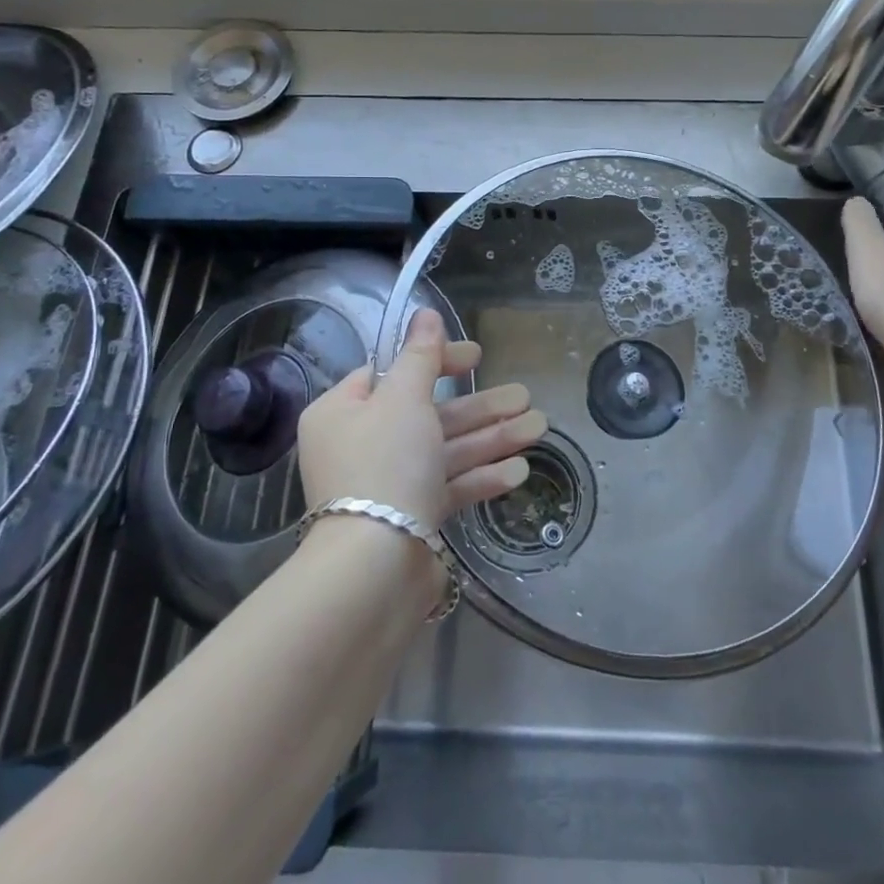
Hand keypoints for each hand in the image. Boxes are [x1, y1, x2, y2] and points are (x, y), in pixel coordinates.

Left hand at [297, 308, 546, 528]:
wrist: (375, 570)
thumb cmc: (386, 464)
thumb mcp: (404, 397)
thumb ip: (420, 355)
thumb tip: (424, 312)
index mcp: (343, 412)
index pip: (392, 372)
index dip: (437, 360)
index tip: (477, 356)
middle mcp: (361, 445)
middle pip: (429, 413)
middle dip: (481, 406)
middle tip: (524, 395)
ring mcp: (388, 484)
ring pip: (445, 450)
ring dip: (492, 437)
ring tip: (539, 427)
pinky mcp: (411, 518)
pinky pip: (449, 486)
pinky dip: (481, 476)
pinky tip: (519, 470)